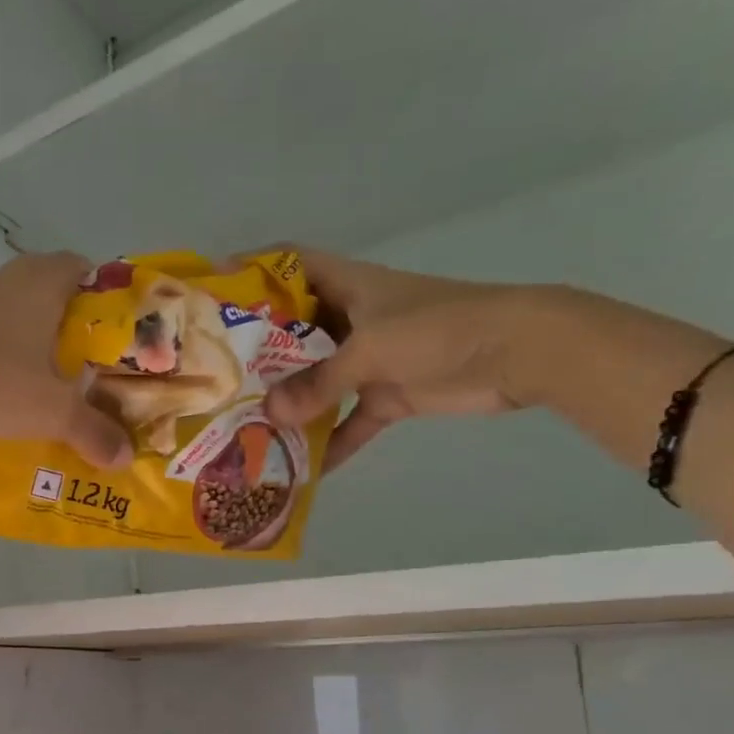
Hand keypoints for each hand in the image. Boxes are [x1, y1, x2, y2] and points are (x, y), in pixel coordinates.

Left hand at [0, 253, 133, 468]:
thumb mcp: (50, 411)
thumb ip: (92, 431)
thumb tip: (125, 458)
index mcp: (47, 280)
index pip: (94, 275)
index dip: (112, 307)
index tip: (121, 343)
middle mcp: (14, 276)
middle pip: (60, 296)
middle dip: (78, 332)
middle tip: (94, 371)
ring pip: (25, 313)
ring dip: (40, 343)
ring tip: (57, 384)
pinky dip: (9, 352)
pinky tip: (12, 386)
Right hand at [244, 246, 534, 473]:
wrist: (520, 354)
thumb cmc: (439, 328)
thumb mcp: (370, 349)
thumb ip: (318, 384)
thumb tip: (270, 417)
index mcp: (347, 287)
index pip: (292, 264)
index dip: (255, 269)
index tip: (214, 292)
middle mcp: (352, 319)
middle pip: (294, 331)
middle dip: (258, 353)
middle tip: (216, 376)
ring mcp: (370, 359)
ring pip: (317, 380)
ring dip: (290, 404)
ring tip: (245, 425)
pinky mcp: (389, 394)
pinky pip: (350, 421)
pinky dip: (332, 442)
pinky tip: (303, 469)